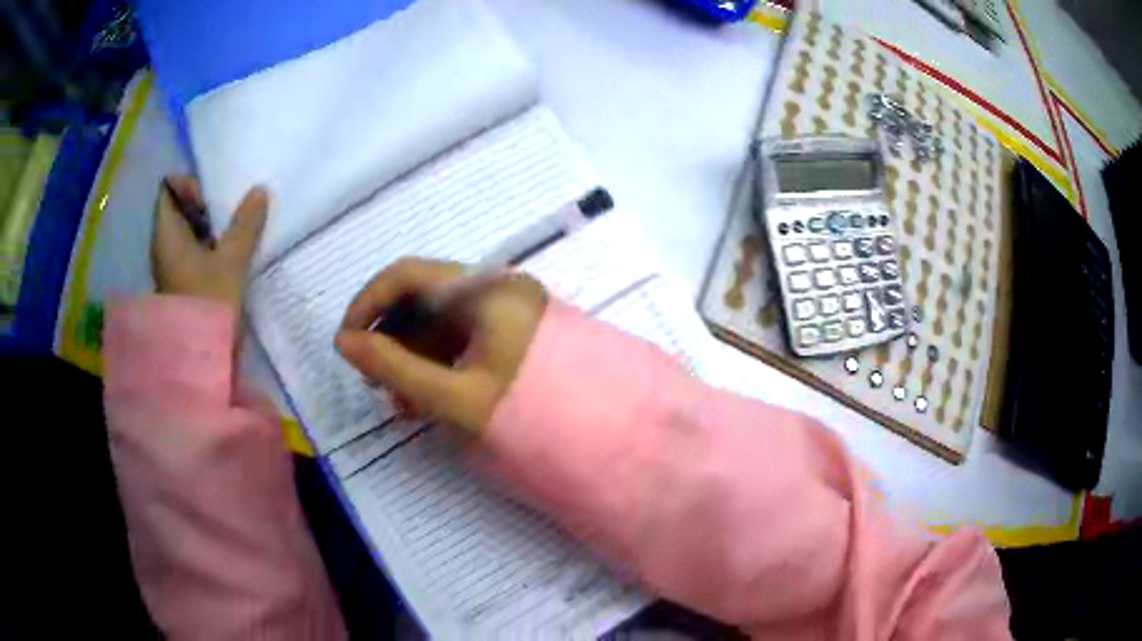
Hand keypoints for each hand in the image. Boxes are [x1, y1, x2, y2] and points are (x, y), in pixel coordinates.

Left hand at [151, 176, 268, 311]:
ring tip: (232, 234)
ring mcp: (169, 265)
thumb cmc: (207, 305)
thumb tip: (259, 191)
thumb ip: (245, 225)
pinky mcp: (179, 281)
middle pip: (178, 207)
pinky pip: (190, 249)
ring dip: (208, 227)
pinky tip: (226, 256)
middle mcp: (163, 245)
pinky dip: (206, 246)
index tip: (211, 201)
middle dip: (204, 205)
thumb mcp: (231, 262)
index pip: (169, 188)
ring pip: (186, 230)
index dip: (189, 185)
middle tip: (229, 215)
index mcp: (167, 233)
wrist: (197, 361)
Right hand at [335, 258, 546, 434]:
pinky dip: (436, 367)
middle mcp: (494, 292)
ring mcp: (504, 316)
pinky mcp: (510, 340)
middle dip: (390, 340)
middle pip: (422, 301)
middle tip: (375, 385)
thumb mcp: (455, 395)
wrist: (606, 439)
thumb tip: (344, 343)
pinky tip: (426, 402)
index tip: (346, 342)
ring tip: (403, 405)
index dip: (368, 302)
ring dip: (411, 359)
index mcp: (485, 290)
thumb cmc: (531, 414)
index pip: (408, 275)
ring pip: (439, 326)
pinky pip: (460, 343)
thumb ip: (395, 367)